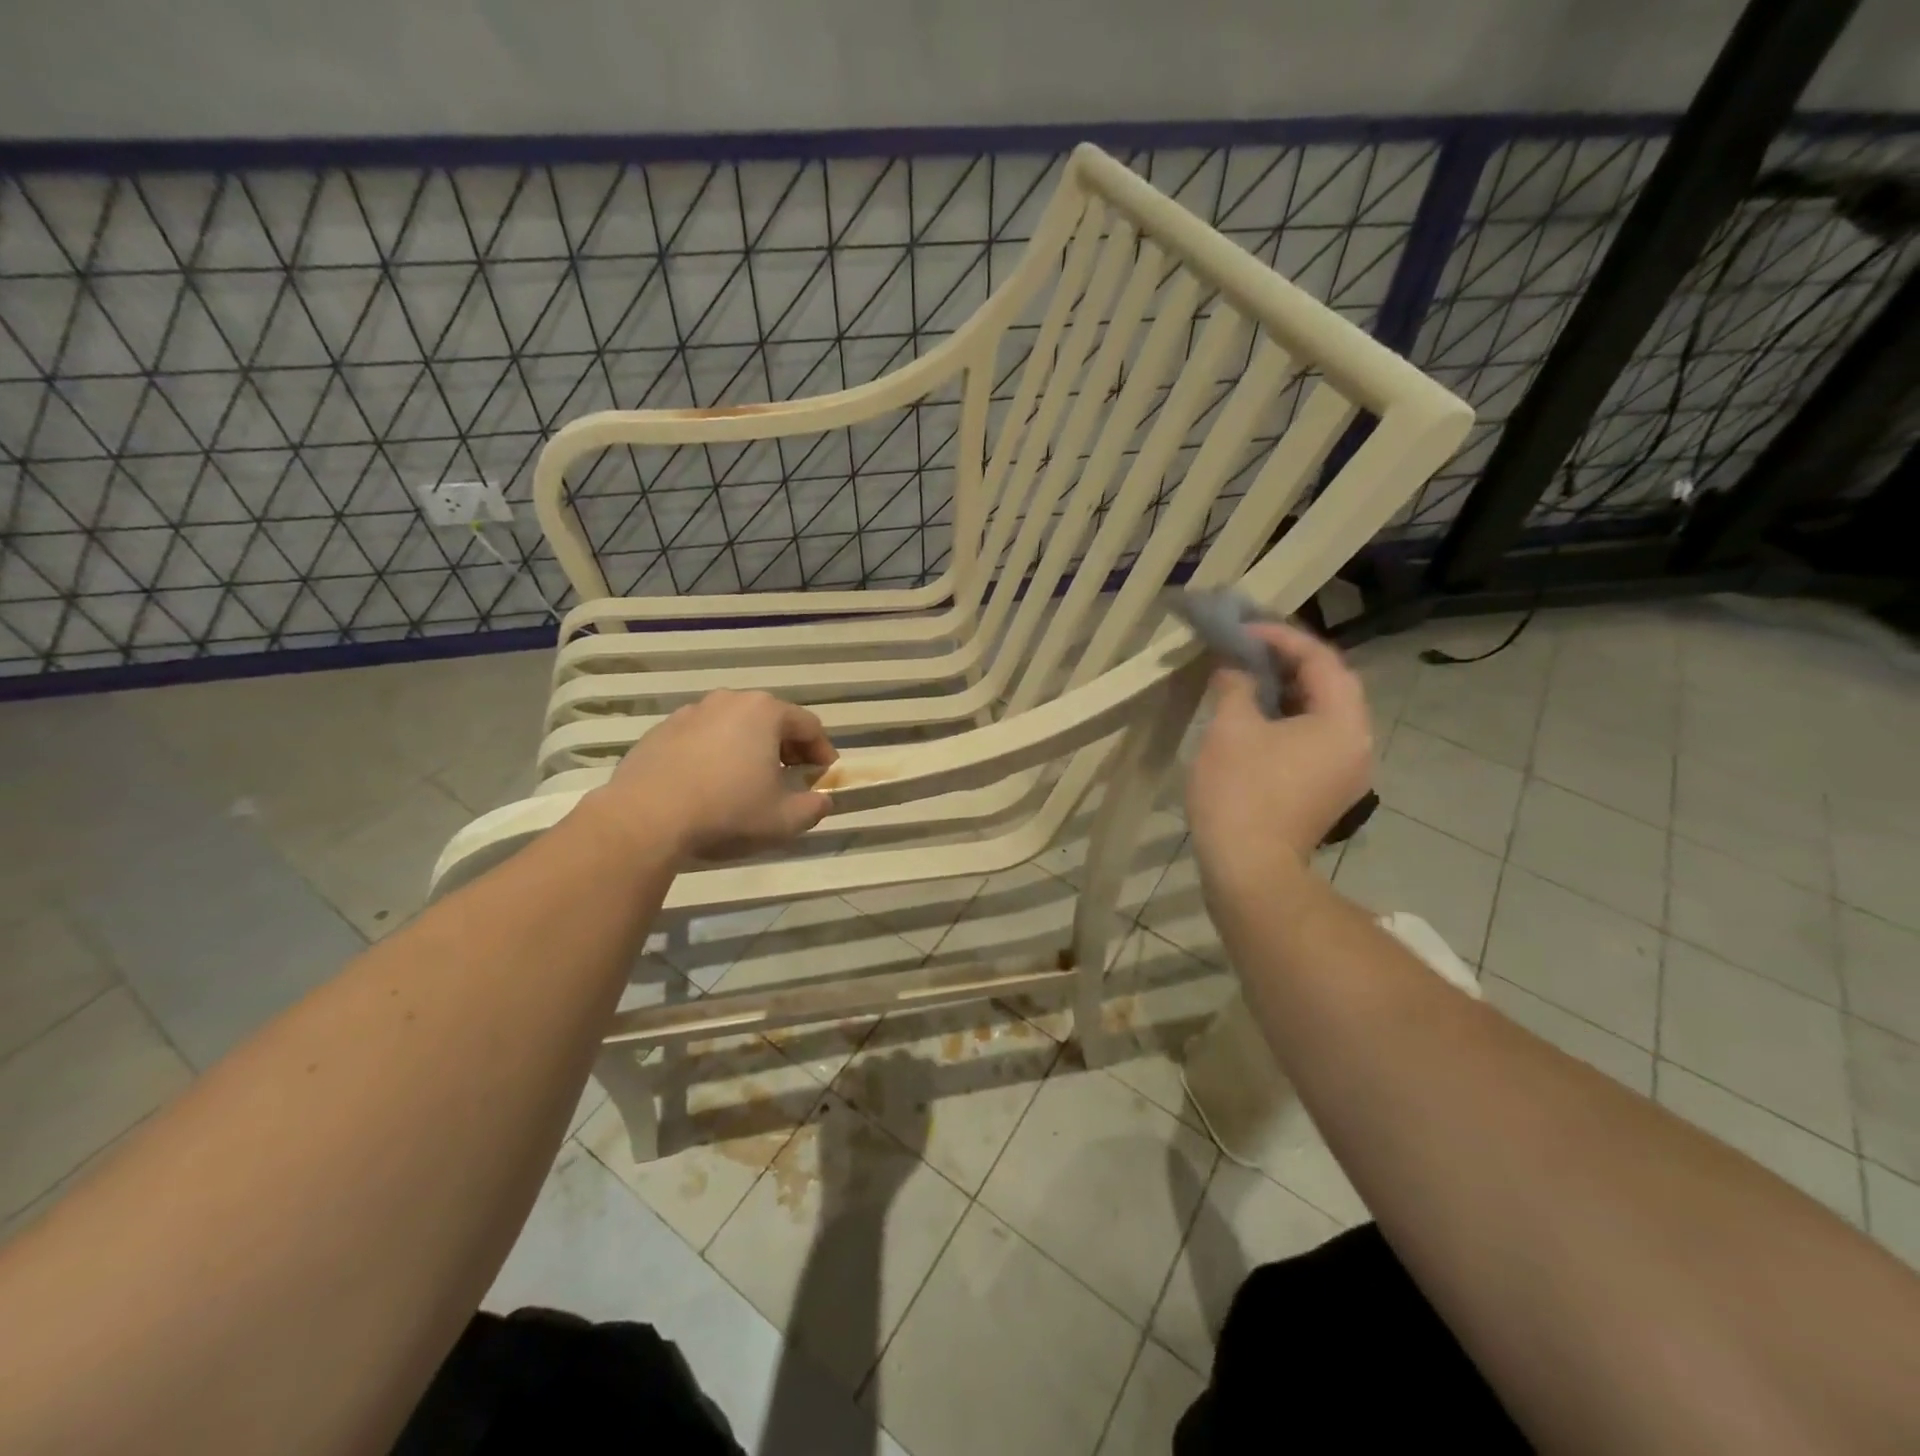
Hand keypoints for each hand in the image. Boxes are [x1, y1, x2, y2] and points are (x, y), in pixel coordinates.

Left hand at [595, 690, 837, 862]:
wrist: (645, 818)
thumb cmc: (726, 811)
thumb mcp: (784, 820)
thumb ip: (814, 807)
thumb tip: (822, 800)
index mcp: (765, 712)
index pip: (809, 726)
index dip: (822, 751)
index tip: (824, 774)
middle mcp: (729, 701)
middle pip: (771, 719)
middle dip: (786, 747)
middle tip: (791, 776)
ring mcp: (691, 713)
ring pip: (734, 726)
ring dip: (749, 748)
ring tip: (748, 780)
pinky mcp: (661, 731)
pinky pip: (702, 737)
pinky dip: (715, 753)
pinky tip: (710, 784)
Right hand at [1186, 622, 1373, 883]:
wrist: (1250, 871)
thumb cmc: (1241, 793)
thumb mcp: (1231, 728)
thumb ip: (1235, 685)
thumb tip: (1234, 668)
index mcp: (1342, 721)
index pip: (1321, 659)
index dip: (1281, 637)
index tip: (1243, 630)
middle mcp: (1356, 743)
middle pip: (1328, 685)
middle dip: (1286, 662)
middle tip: (1244, 649)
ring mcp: (1345, 771)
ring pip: (1320, 714)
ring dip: (1285, 690)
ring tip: (1244, 677)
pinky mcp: (1327, 791)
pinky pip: (1312, 740)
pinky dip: (1286, 720)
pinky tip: (1253, 717)